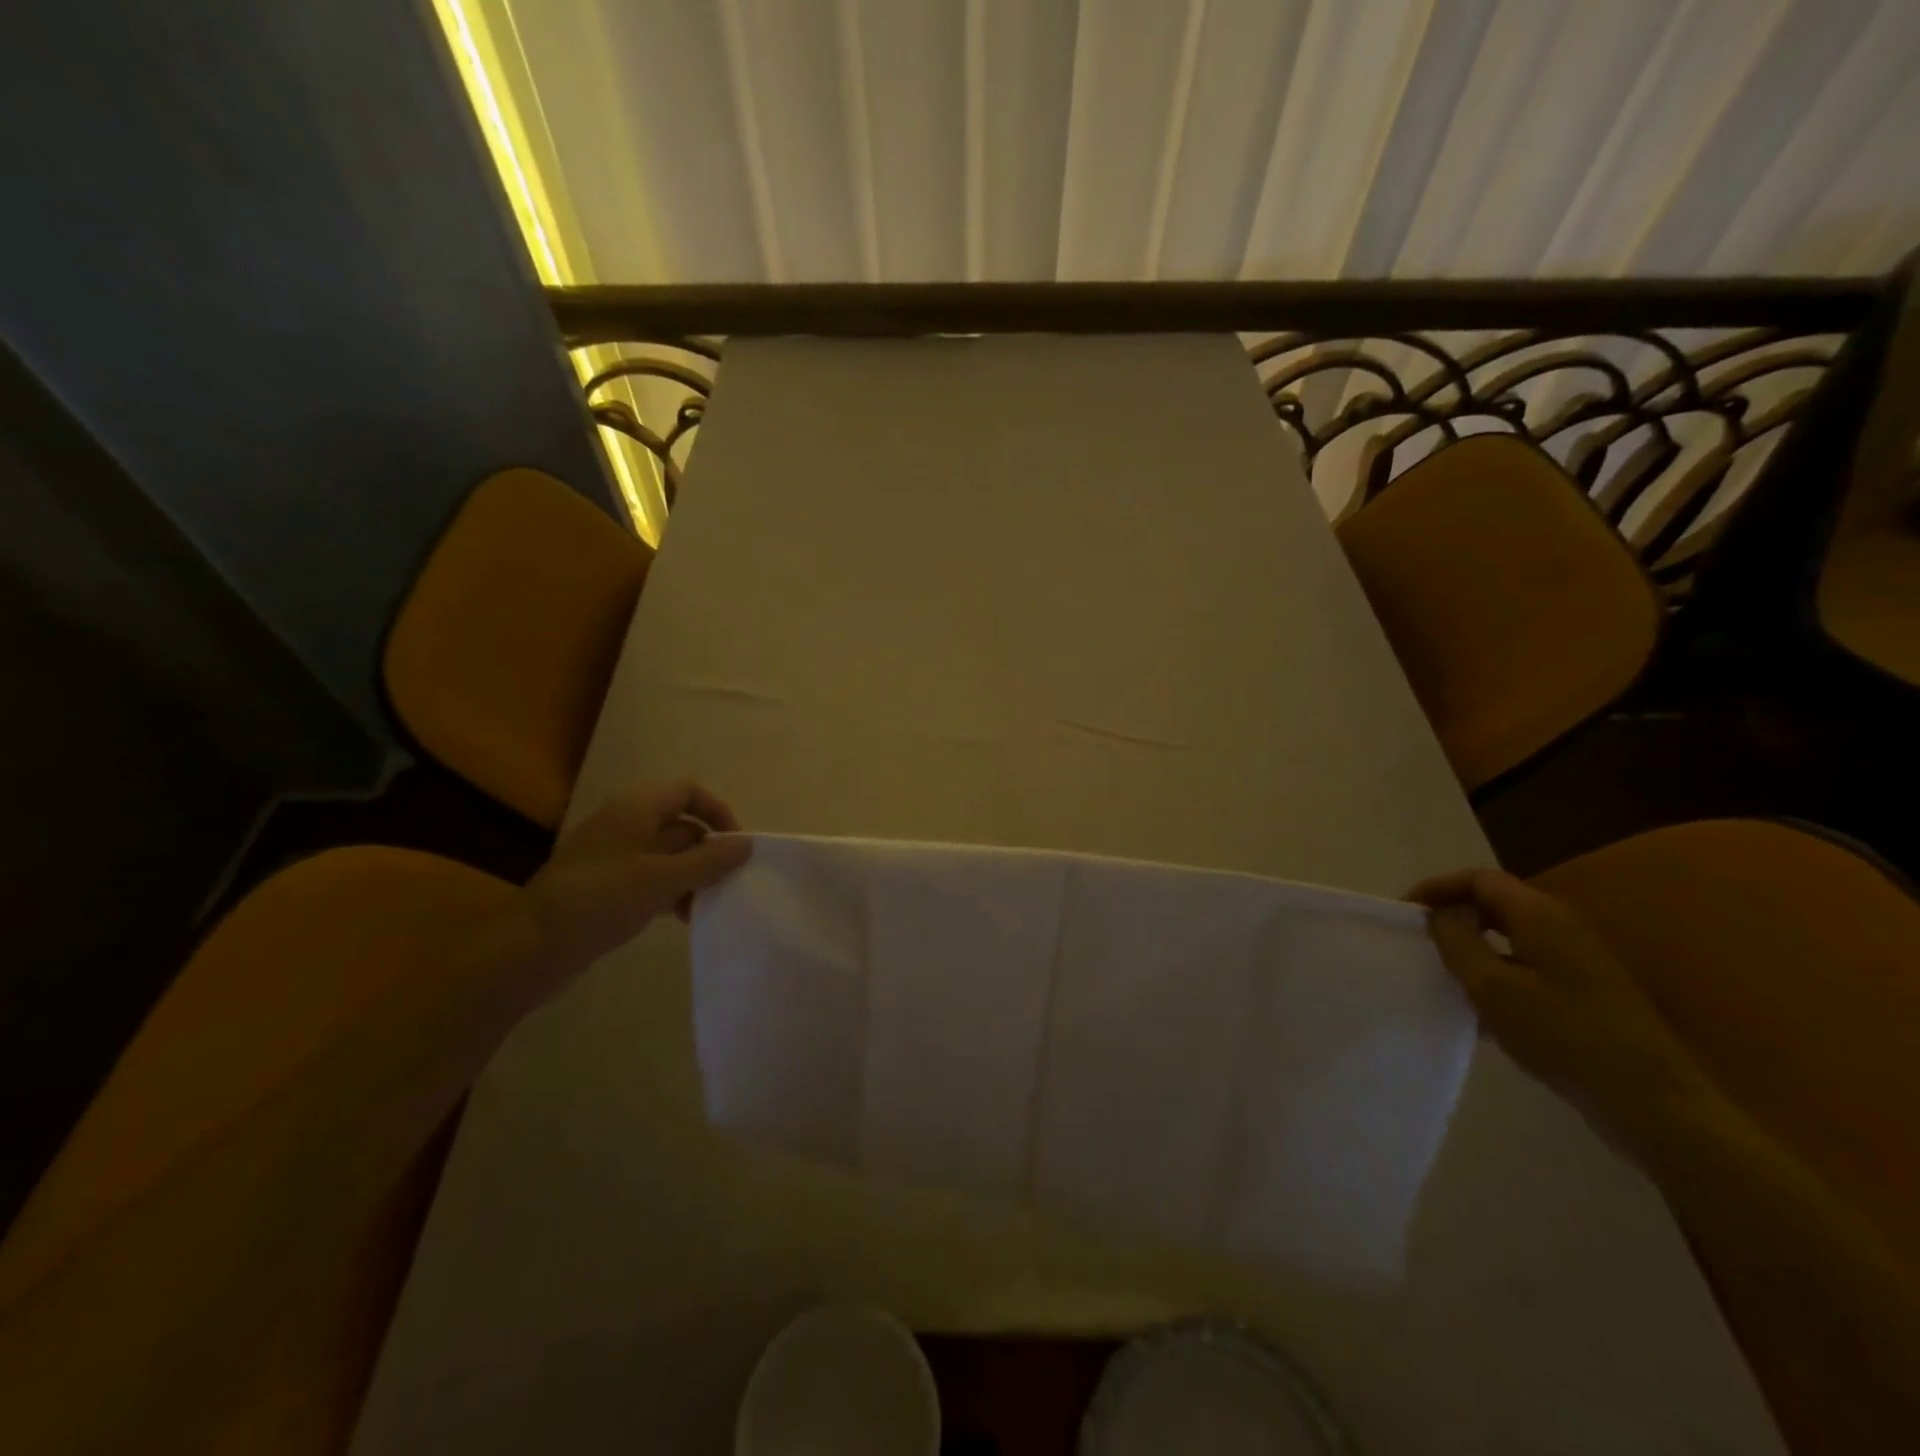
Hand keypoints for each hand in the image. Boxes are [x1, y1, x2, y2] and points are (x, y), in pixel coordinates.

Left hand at [522, 780, 751, 986]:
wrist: (531, 947)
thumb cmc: (601, 900)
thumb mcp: (662, 880)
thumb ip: (708, 861)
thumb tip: (746, 844)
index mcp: (636, 808)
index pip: (688, 792)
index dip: (716, 811)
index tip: (736, 845)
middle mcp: (626, 824)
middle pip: (681, 825)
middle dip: (708, 852)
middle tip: (729, 882)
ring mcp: (614, 856)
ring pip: (668, 855)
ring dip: (692, 876)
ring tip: (707, 906)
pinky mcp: (607, 885)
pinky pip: (651, 878)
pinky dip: (671, 891)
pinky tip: (683, 918)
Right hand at [1410, 868, 1716, 1163]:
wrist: (1653, 1102)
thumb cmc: (1564, 1036)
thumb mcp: (1492, 988)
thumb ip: (1458, 941)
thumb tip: (1441, 914)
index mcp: (1541, 916)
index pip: (1480, 879)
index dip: (1438, 888)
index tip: (1405, 912)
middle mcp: (1563, 926)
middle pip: (1497, 902)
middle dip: (1453, 913)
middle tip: (1419, 938)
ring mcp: (1579, 960)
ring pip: (1511, 935)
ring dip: (1473, 944)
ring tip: (1442, 970)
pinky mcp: (1586, 991)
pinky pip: (1528, 963)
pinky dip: (1497, 969)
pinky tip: (1480, 1006)